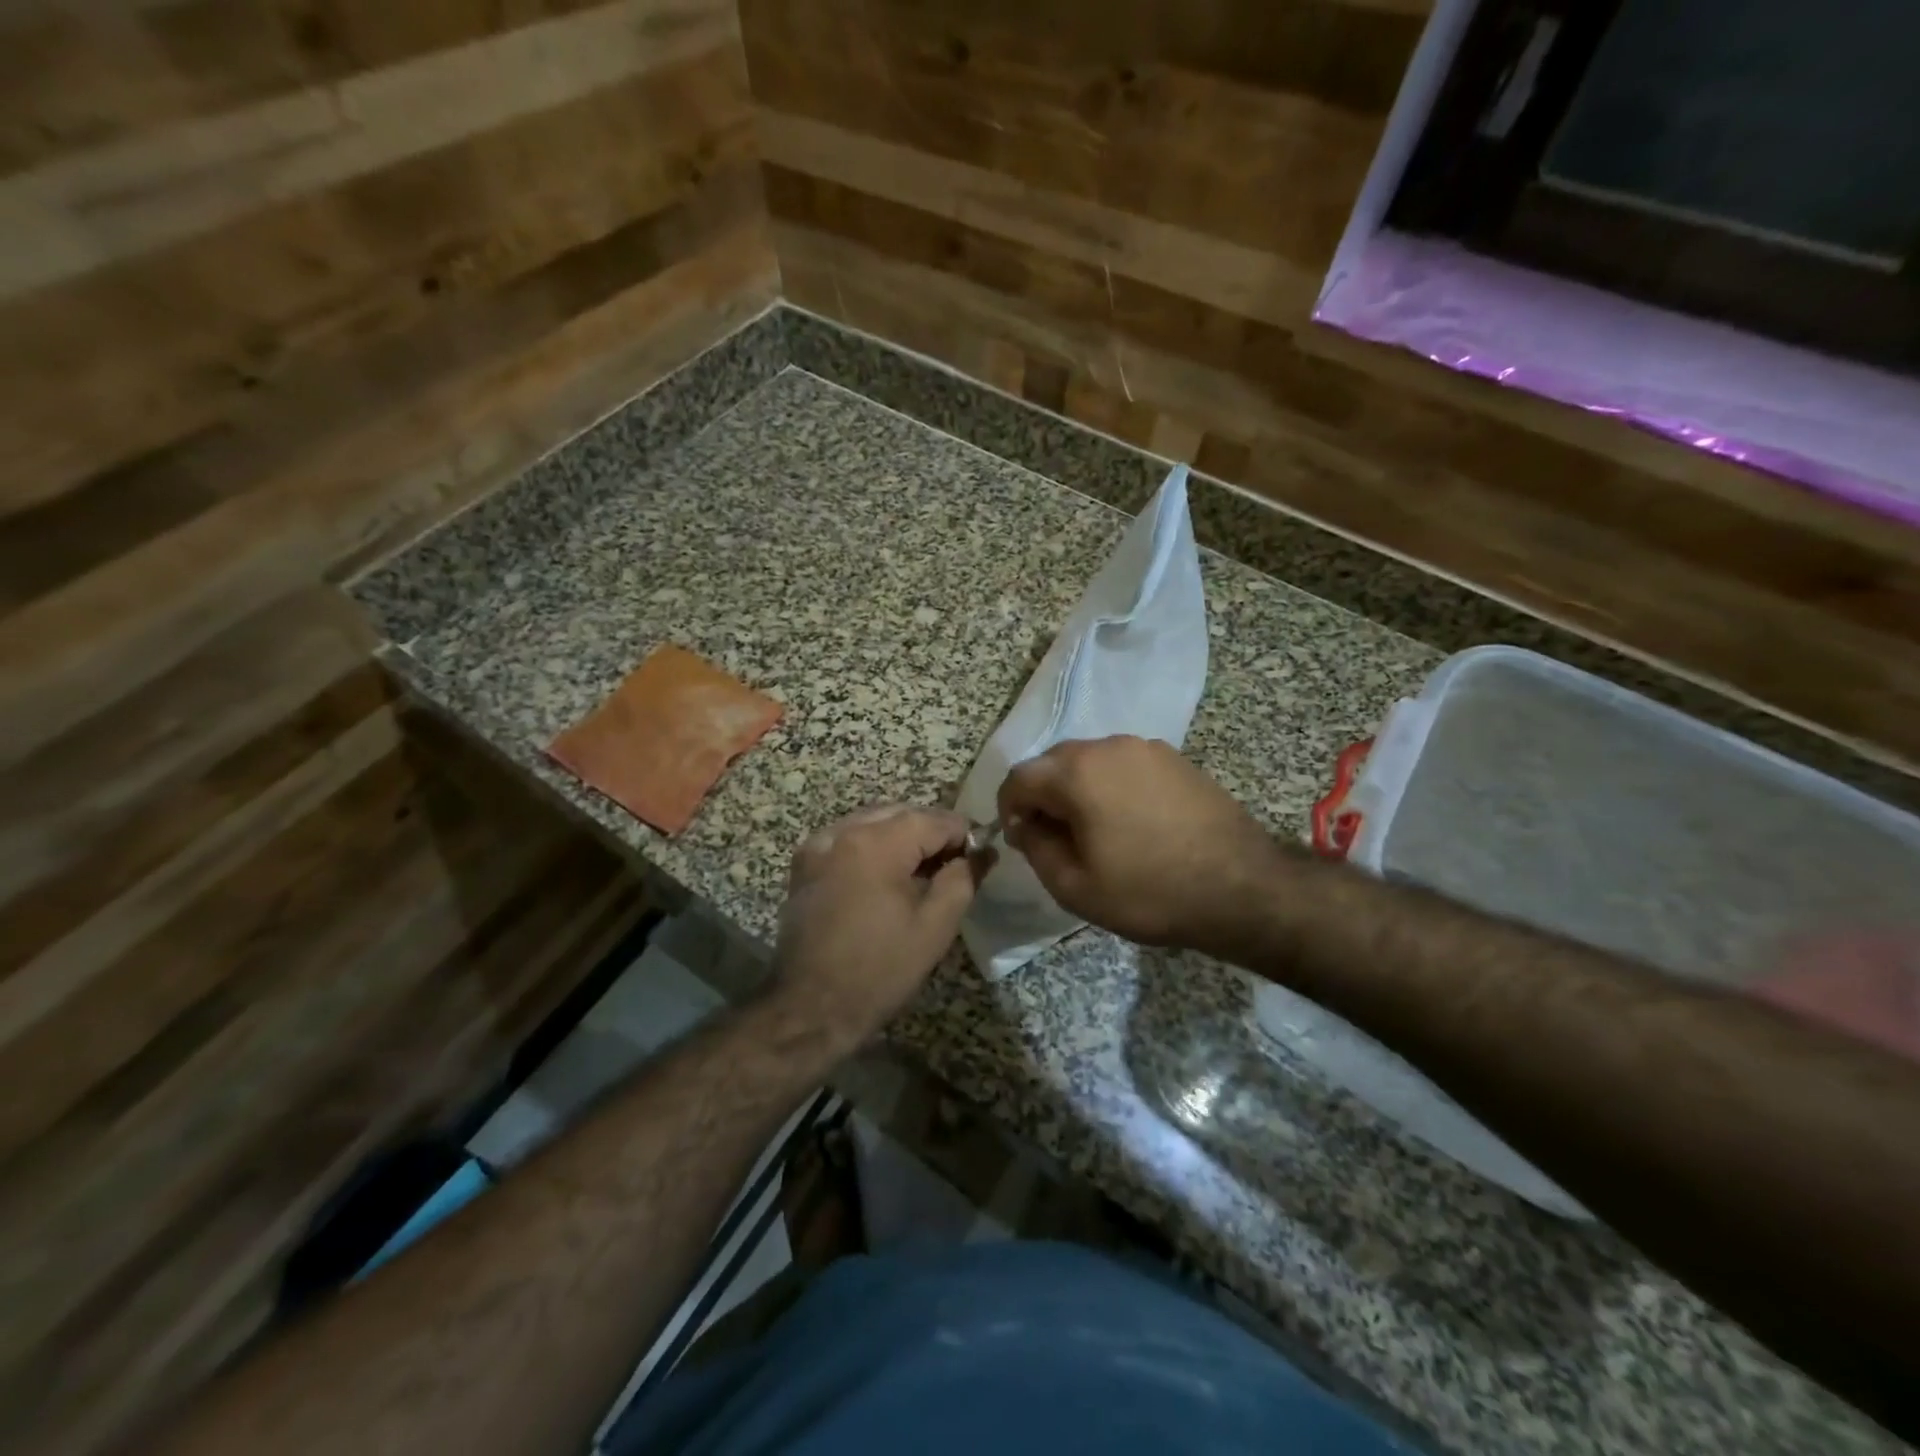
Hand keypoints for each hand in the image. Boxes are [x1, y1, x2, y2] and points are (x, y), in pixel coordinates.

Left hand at [772, 805, 985, 1049]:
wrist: (810, 1008)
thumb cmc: (879, 969)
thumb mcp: (935, 926)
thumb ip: (963, 878)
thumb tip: (981, 851)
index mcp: (877, 842)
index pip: (934, 819)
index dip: (963, 836)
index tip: (978, 859)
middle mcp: (843, 831)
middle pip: (902, 814)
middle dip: (932, 834)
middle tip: (954, 867)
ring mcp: (818, 845)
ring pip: (874, 822)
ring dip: (902, 838)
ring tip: (921, 874)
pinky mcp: (804, 865)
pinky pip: (848, 839)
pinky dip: (872, 847)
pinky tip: (884, 878)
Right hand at [997, 736, 1289, 954]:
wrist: (1241, 887)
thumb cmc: (1150, 892)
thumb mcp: (1075, 887)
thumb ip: (1036, 849)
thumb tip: (1026, 825)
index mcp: (1077, 772)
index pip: (1020, 776)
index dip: (1009, 807)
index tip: (1020, 838)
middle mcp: (1108, 746)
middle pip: (1054, 762)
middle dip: (1044, 795)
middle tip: (1054, 836)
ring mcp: (1146, 748)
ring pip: (1091, 760)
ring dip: (1079, 789)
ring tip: (1095, 830)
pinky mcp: (1175, 758)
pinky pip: (1125, 765)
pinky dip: (1112, 786)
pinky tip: (1131, 821)